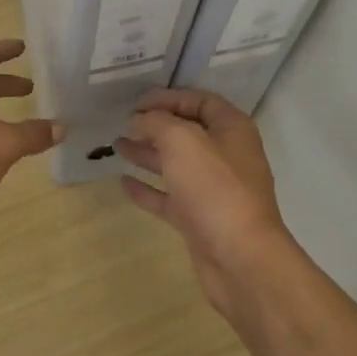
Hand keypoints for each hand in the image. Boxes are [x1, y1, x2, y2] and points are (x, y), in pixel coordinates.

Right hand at [116, 88, 295, 318]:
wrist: (240, 258)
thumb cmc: (215, 187)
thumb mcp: (182, 141)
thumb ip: (157, 122)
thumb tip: (139, 120)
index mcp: (232, 129)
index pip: (200, 101)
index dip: (169, 97)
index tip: (136, 102)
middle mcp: (226, 156)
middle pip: (187, 132)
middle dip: (154, 126)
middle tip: (122, 123)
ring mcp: (213, 190)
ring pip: (176, 165)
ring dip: (147, 154)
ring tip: (116, 146)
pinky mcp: (200, 219)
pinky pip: (170, 197)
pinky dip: (148, 189)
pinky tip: (123, 183)